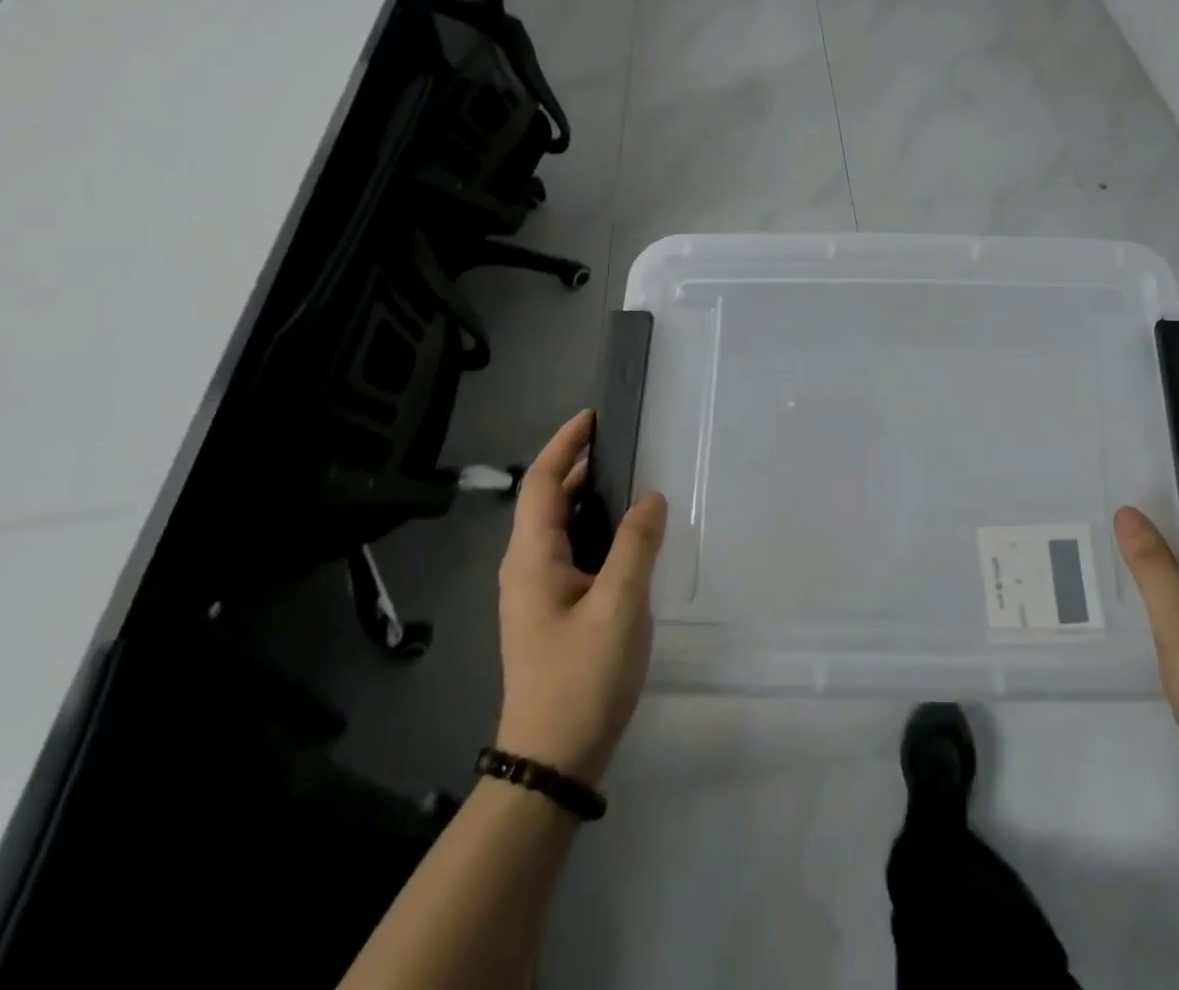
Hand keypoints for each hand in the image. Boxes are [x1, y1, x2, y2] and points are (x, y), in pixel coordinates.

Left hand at [495, 409, 666, 786]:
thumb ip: (638, 545)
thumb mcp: (620, 606)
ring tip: (630, 481)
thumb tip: (651, 497)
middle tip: (622, 445)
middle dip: (579, 466)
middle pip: (548, 501)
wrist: (552, 760)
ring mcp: (536, 593)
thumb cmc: (581, 677)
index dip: (565, 444)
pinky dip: (595, 528)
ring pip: (560, 528)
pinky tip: (626, 538)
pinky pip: (572, 552)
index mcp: (532, 558)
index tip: (593, 417)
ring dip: (588, 498)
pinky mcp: (552, 612)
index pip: (543, 483)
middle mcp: (526, 568)